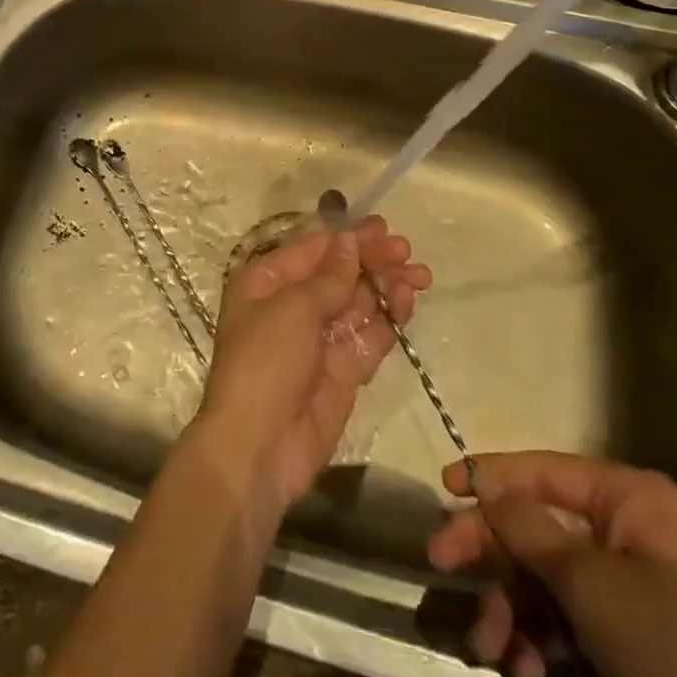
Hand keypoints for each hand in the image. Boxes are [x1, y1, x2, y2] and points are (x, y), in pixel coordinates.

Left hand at [191, 217, 430, 514]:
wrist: (258, 448)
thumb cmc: (265, 362)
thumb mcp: (294, 309)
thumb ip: (330, 277)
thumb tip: (350, 240)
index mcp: (267, 282)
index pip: (313, 250)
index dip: (348, 238)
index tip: (384, 228)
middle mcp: (292, 305)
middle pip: (339, 274)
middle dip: (372, 260)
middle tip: (406, 251)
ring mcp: (319, 339)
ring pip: (358, 303)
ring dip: (386, 286)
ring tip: (418, 275)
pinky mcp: (342, 371)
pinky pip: (368, 336)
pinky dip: (388, 319)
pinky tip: (406, 302)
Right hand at [426, 452, 676, 676]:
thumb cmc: (671, 652)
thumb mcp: (589, 583)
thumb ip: (527, 526)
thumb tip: (484, 483)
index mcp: (631, 501)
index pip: (545, 470)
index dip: (492, 475)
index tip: (444, 487)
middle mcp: (629, 533)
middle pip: (538, 525)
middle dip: (492, 553)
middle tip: (441, 565)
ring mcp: (630, 590)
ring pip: (545, 578)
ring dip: (509, 608)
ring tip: (489, 648)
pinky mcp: (628, 642)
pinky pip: (566, 621)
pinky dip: (537, 641)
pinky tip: (524, 669)